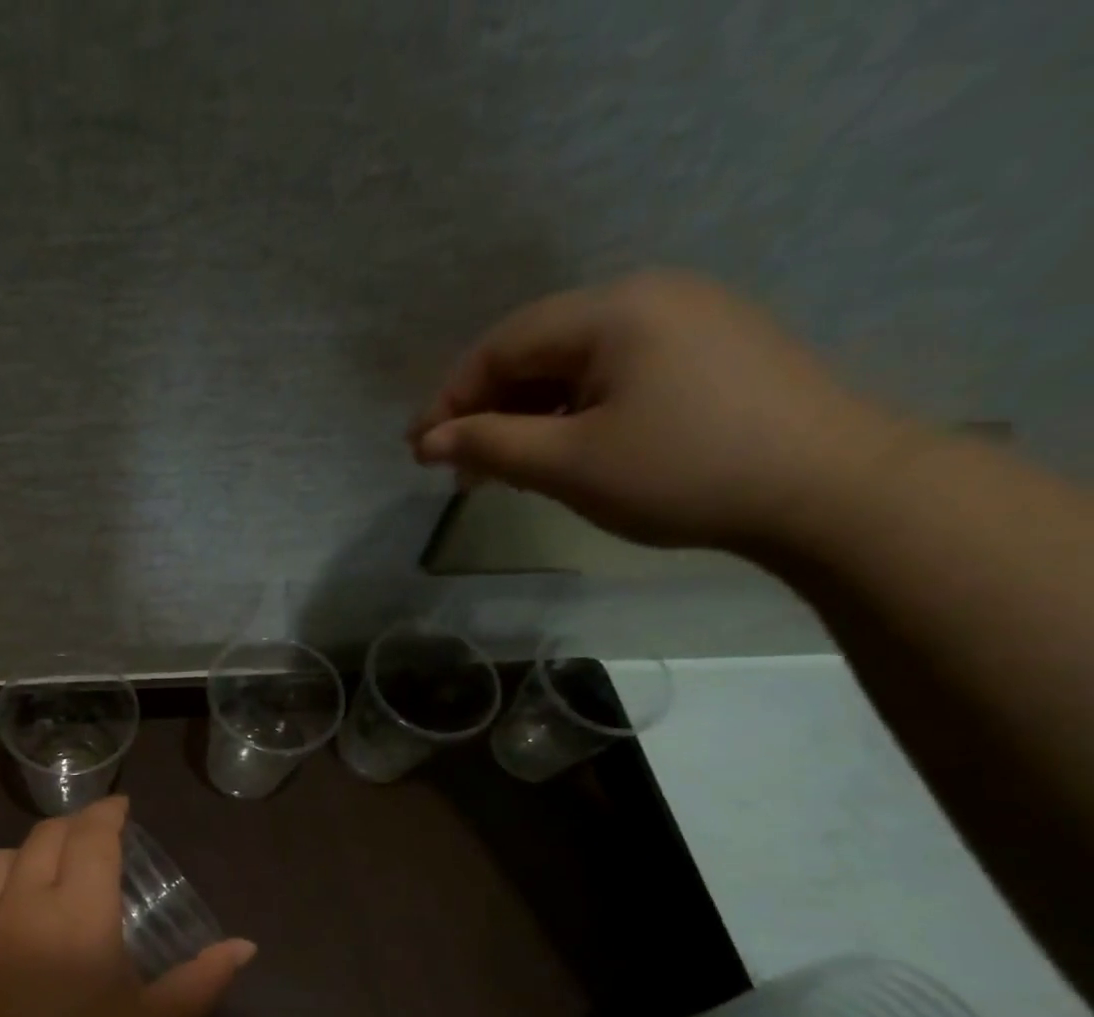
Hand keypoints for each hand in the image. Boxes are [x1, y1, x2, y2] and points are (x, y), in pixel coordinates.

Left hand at [0, 797, 254, 1016]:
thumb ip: (199, 980)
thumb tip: (245, 947)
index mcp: (77, 913)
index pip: (92, 838)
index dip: (108, 813)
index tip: (122, 806)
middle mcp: (22, 904)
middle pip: (43, 838)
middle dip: (72, 825)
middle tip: (93, 836)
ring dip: (26, 852)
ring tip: (45, 868)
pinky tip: (1, 920)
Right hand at [410, 271, 922, 552]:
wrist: (828, 488)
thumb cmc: (681, 472)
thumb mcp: (569, 464)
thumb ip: (490, 445)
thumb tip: (428, 441)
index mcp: (613, 311)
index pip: (503, 344)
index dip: (451, 398)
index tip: (418, 452)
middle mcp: (650, 296)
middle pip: (538, 348)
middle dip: (488, 408)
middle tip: (458, 468)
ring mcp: (688, 319)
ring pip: (576, 363)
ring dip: (528, 413)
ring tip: (504, 468)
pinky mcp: (711, 350)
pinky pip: (615, 372)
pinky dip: (573, 410)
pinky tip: (563, 450)